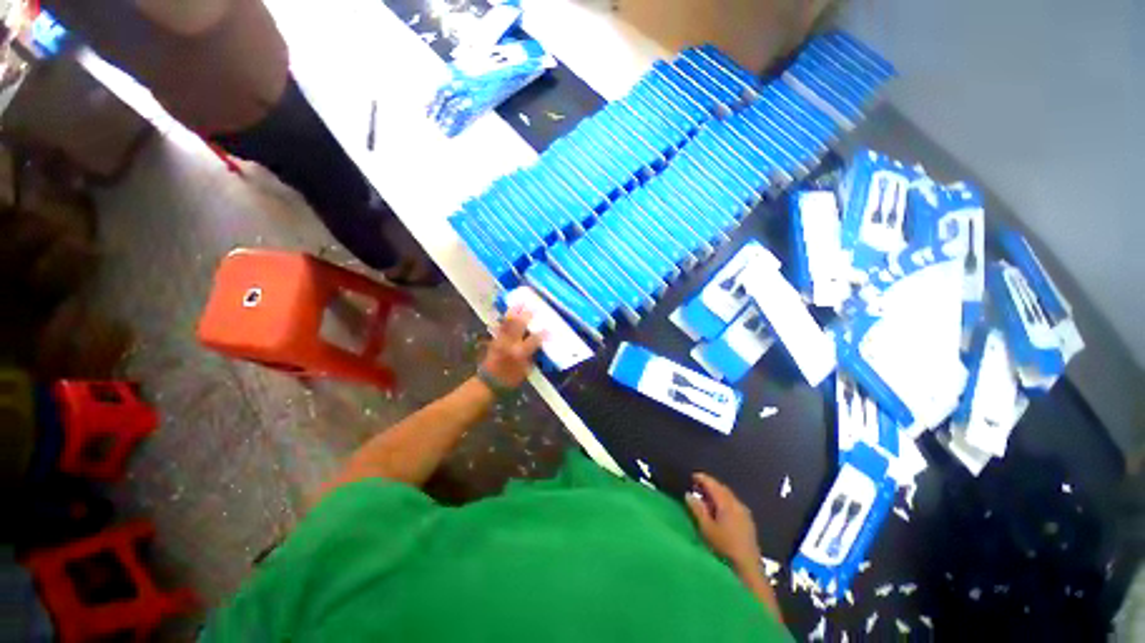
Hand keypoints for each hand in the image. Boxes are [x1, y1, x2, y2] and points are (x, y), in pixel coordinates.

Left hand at [480, 308, 544, 388]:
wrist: (489, 383)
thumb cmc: (510, 380)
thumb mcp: (526, 371)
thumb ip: (532, 356)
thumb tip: (538, 346)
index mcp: (520, 352)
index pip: (535, 339)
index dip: (543, 333)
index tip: (549, 329)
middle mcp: (510, 343)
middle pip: (519, 325)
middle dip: (526, 315)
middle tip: (533, 307)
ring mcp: (501, 340)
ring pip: (507, 323)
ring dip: (513, 312)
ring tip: (519, 303)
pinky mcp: (494, 340)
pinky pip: (501, 326)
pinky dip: (505, 319)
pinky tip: (508, 313)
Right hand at [685, 472, 760, 571]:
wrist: (748, 570)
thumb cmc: (724, 548)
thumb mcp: (706, 529)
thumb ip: (697, 509)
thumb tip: (689, 494)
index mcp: (727, 503)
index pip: (713, 485)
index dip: (702, 479)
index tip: (692, 475)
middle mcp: (738, 505)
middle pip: (722, 489)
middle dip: (710, 485)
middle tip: (697, 485)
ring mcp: (745, 514)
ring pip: (729, 497)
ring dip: (717, 494)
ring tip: (705, 497)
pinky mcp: (748, 523)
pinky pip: (733, 504)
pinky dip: (724, 502)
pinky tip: (718, 510)